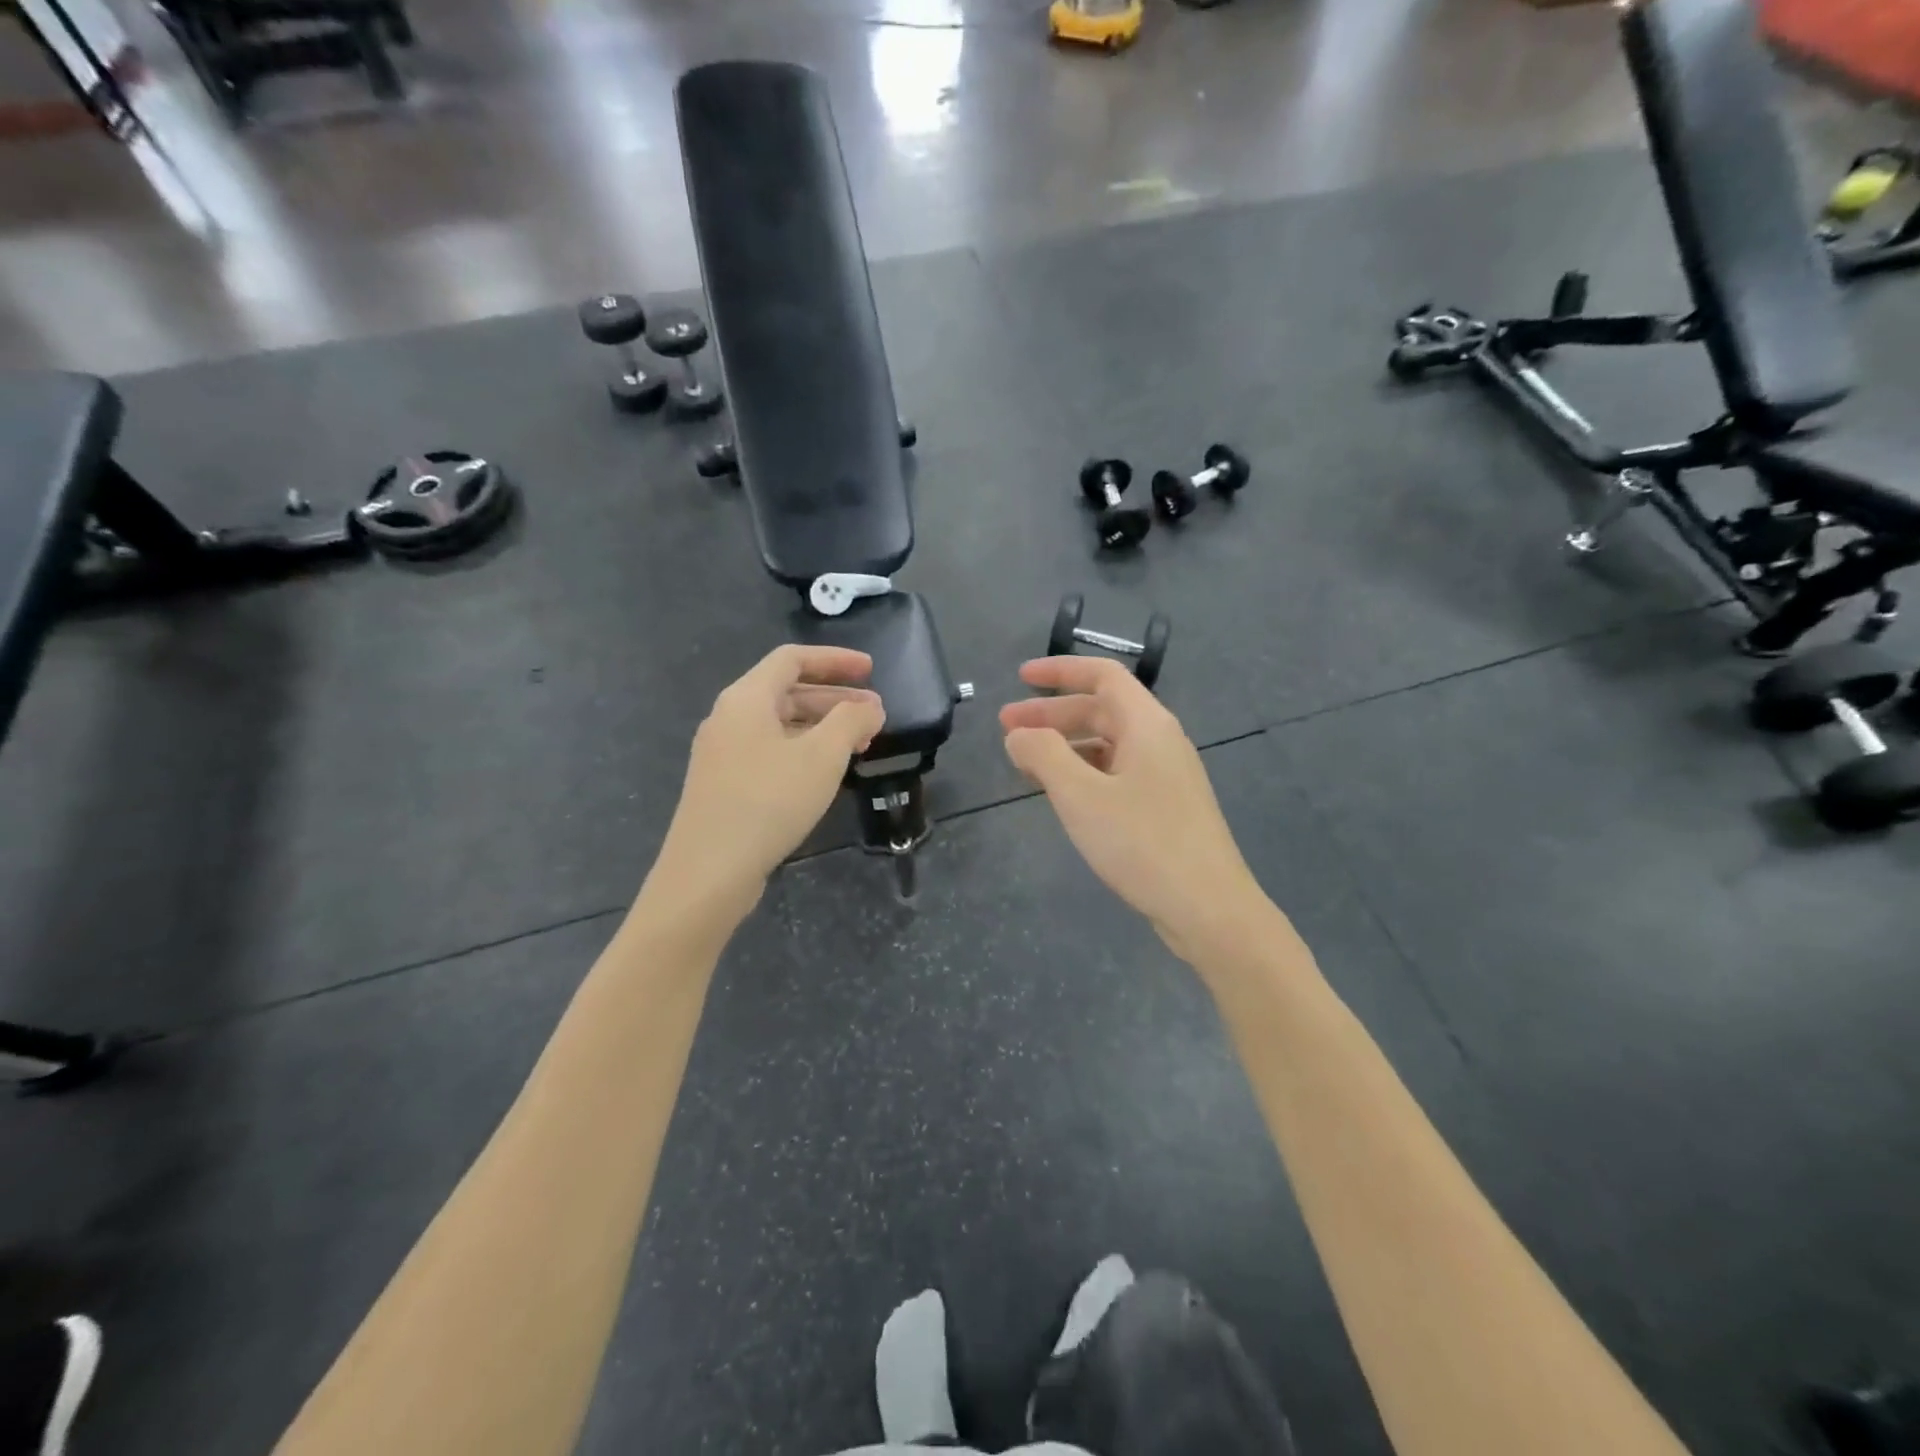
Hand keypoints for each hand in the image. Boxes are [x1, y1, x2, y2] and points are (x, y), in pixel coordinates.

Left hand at [648, 645, 884, 922]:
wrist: (709, 871)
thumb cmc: (769, 801)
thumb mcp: (822, 756)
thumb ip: (852, 720)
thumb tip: (870, 706)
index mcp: (747, 698)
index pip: (793, 659)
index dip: (835, 660)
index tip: (871, 670)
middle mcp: (729, 717)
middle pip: (787, 691)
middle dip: (836, 698)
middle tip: (875, 714)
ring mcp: (723, 753)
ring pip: (781, 725)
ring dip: (822, 727)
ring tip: (860, 744)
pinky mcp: (725, 785)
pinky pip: (770, 751)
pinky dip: (804, 750)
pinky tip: (826, 773)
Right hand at [999, 657, 1268, 962]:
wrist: (1208, 908)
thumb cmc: (1142, 843)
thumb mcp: (1081, 795)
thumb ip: (1044, 755)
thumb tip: (1018, 735)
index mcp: (1147, 725)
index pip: (1103, 676)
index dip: (1059, 671)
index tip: (1020, 678)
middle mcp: (1160, 741)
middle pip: (1102, 710)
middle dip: (1052, 714)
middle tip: (1006, 729)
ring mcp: (1166, 775)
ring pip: (1108, 744)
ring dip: (1065, 745)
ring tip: (1025, 763)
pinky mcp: (1165, 807)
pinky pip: (1117, 772)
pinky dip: (1084, 772)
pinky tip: (1062, 793)